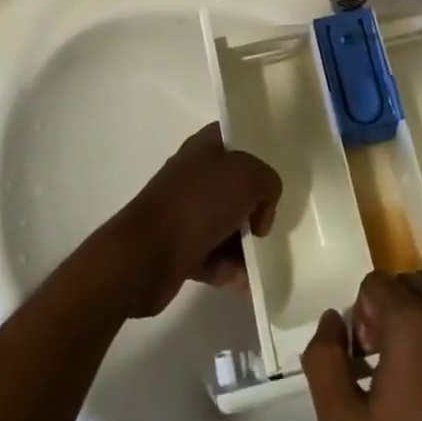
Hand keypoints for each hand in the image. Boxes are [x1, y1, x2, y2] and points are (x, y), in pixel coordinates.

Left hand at [109, 123, 279, 318]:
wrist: (145, 255)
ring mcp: (185, 212)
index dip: (258, 150)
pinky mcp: (179, 248)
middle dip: (256, 206)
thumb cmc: (198, 203)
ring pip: (227, 223)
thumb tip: (260, 212)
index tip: (276, 172)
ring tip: (260, 262)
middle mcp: (194, 175)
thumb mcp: (249, 177)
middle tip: (268, 223)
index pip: (236, 138)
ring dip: (245, 245)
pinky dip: (230, 269)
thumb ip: (268, 183)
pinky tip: (244, 282)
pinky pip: (214, 256)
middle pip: (236, 185)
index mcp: (204, 147)